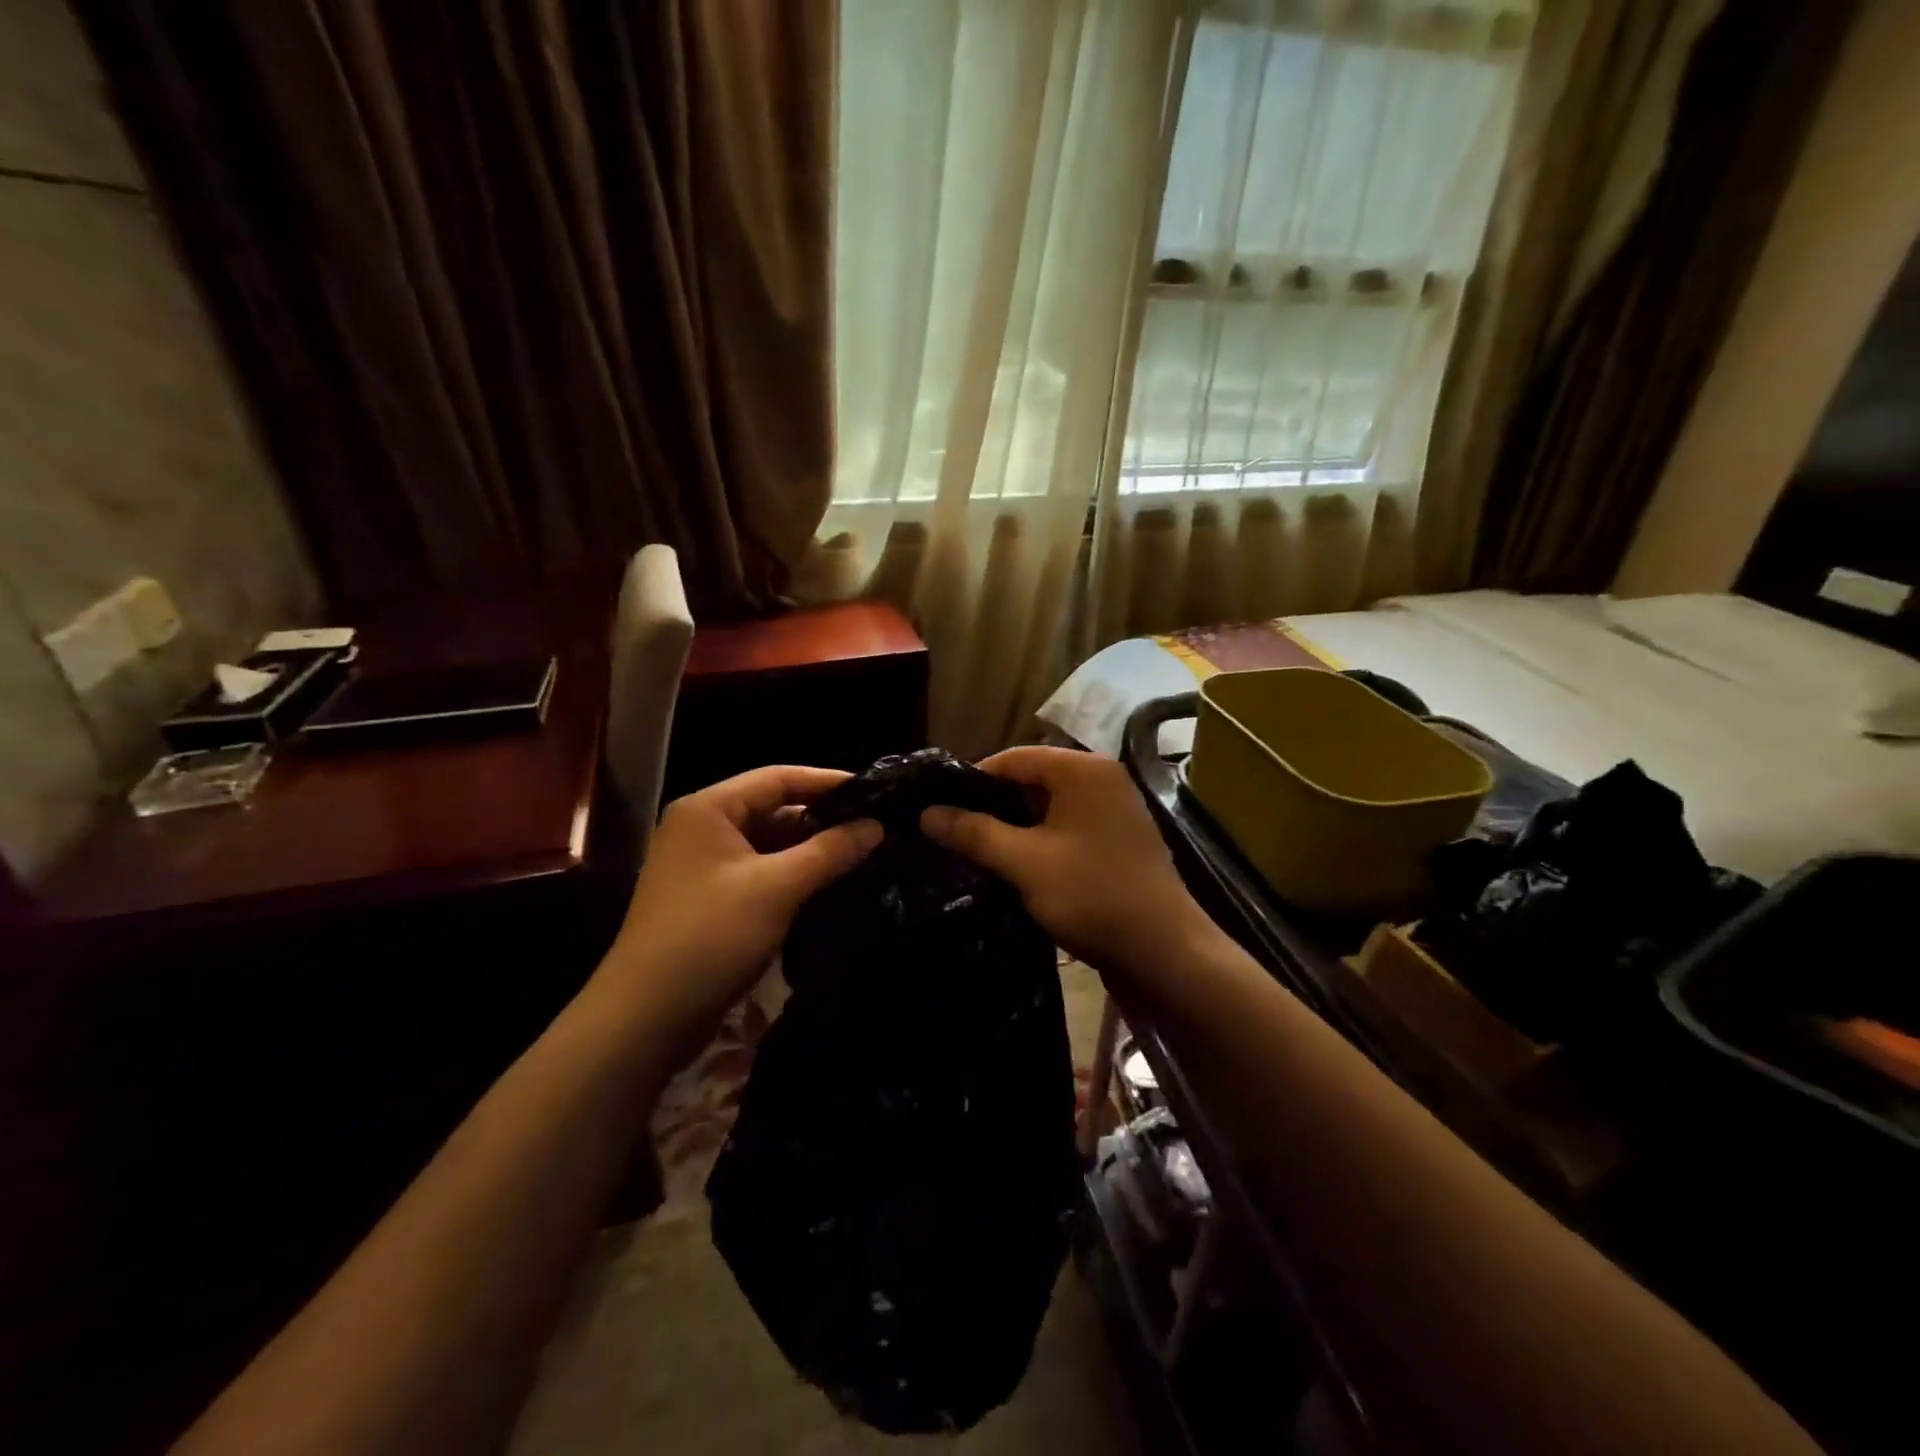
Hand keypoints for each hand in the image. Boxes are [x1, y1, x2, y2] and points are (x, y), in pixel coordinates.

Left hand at [599, 766, 881, 1047]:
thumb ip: (829, 852)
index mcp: (709, 809)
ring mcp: (704, 866)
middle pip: (774, 809)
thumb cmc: (710, 937)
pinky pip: (761, 873)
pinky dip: (794, 876)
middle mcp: (702, 828)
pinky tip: (831, 886)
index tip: (875, 791)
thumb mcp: (777, 888)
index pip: (778, 778)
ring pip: (769, 845)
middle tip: (875, 827)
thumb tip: (876, 826)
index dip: (828, 781)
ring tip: (863, 855)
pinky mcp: (710, 900)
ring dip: (811, 851)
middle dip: (823, 819)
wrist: (645, 1018)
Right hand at [919, 747, 1215, 983]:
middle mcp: (1101, 780)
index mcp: (1083, 770)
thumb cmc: (1092, 895)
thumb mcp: (1024, 862)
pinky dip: (1038, 843)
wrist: (1163, 952)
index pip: (1014, 758)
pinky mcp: (1116, 842)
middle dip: (992, 807)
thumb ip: (974, 833)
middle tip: (953, 834)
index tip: (940, 809)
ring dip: (1013, 829)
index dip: (973, 780)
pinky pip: (1066, 830)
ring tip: (974, 853)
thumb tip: (927, 813)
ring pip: (1047, 809)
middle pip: (1031, 780)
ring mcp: (1113, 811)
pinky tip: (1012, 868)